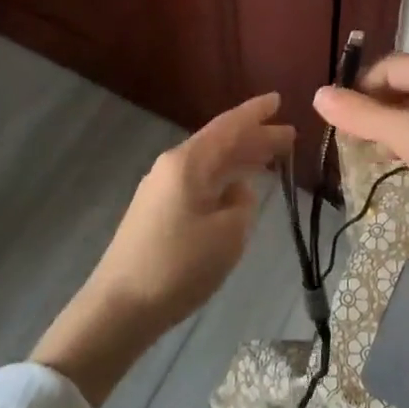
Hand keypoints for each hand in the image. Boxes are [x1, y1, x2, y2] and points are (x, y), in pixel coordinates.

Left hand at [93, 92, 294, 329]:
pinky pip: (199, 182)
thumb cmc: (178, 265)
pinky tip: (238, 191)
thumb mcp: (228, 235)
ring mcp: (161, 189)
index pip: (229, 126)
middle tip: (289, 136)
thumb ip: (242, 204)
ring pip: (210, 164)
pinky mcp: (156, 212)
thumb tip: (237, 192)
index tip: (279, 99)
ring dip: (240, 161)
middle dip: (255, 139)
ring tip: (271, 160)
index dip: (256, 113)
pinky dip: (223, 180)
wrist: (119, 307)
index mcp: (189, 162)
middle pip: (220, 143)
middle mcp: (172, 166)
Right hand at [318, 56, 408, 407]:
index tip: (339, 120)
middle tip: (350, 138)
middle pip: (407, 83)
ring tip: (368, 151)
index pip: (395, 64)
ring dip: (390, 125)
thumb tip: (319, 94)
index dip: (363, 86)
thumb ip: (365, 115)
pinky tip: (398, 163)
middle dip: (375, 106)